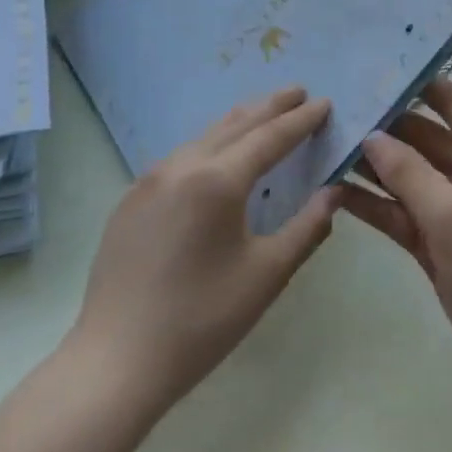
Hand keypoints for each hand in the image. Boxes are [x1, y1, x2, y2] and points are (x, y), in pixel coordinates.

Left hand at [72, 87, 340, 410]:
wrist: (118, 358)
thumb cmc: (203, 319)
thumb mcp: (267, 274)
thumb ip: (307, 227)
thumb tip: (333, 191)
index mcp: (217, 180)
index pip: (270, 137)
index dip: (301, 120)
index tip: (325, 102)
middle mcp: (181, 166)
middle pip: (234, 125)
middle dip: (270, 107)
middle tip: (298, 92)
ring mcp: (149, 181)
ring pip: (203, 138)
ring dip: (238, 123)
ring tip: (263, 114)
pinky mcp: (130, 200)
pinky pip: (179, 158)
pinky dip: (209, 146)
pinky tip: (216, 156)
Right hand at [341, 79, 451, 395]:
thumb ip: (409, 173)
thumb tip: (371, 136)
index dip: (417, 83)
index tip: (372, 69)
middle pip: (422, 137)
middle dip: (383, 125)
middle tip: (332, 108)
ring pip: (406, 176)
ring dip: (371, 165)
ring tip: (323, 144)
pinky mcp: (435, 241)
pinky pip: (399, 212)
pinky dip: (372, 203)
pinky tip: (332, 190)